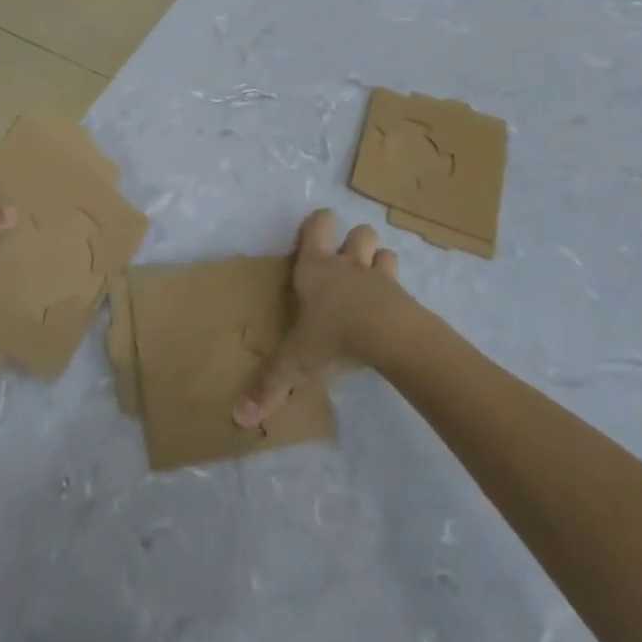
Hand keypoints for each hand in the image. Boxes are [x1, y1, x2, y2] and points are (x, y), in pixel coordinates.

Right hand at [235, 209, 421, 427]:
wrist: (387, 335)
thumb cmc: (333, 335)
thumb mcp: (295, 362)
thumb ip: (269, 385)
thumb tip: (238, 417)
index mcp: (316, 268)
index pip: (318, 225)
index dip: (317, 225)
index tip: (311, 239)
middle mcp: (348, 264)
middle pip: (358, 232)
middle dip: (354, 242)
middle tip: (345, 265)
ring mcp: (379, 277)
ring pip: (383, 251)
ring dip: (378, 262)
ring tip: (370, 283)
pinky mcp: (403, 295)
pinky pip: (400, 283)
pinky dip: (395, 291)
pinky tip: (390, 310)